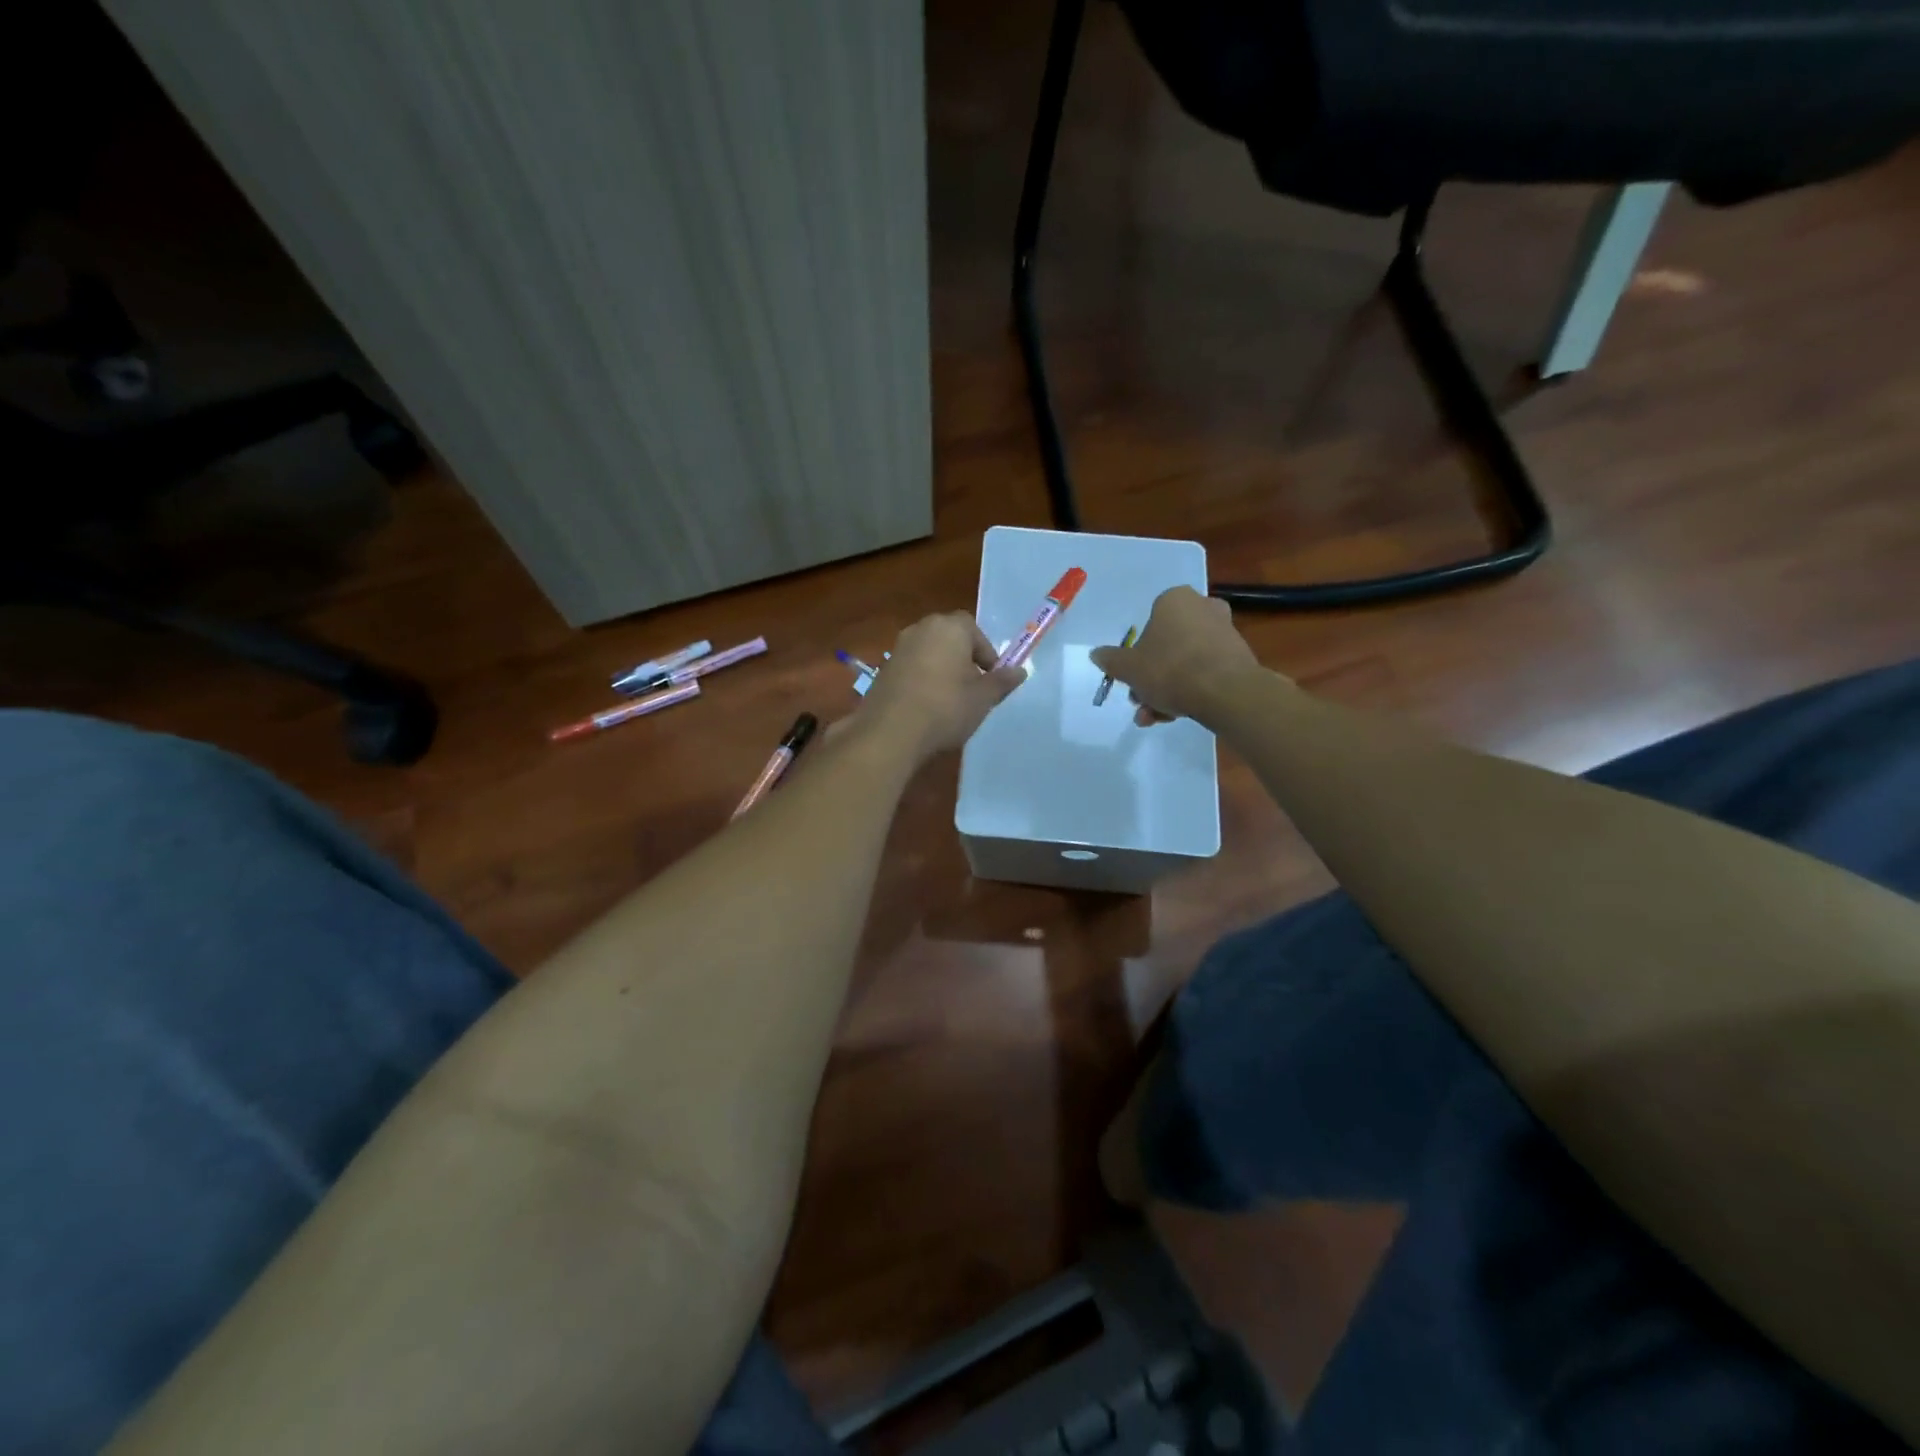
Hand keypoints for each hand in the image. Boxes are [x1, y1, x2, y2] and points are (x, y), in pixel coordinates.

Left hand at [860, 611, 1024, 759]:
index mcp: (949, 627)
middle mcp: (921, 629)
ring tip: (950, 699)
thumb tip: (1019, 671)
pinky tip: (926, 706)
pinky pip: (911, 668)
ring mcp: (898, 648)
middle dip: (963, 658)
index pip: (974, 630)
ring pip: (929, 652)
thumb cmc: (946, 708)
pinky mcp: (883, 669)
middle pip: (949, 638)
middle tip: (972, 687)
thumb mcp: (982, 698)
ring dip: (941, 669)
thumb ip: (1001, 682)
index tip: (991, 677)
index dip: (986, 653)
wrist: (891, 732)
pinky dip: (921, 680)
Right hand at [1088, 586, 1266, 726]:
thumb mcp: (1128, 668)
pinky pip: (1205, 672)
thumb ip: (1110, 660)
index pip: (1149, 621)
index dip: (1137, 653)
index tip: (1132, 677)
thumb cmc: (1170, 669)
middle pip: (1167, 646)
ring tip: (1157, 718)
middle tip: (1142, 703)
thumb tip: (1096, 654)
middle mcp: (1202, 608)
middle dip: (1151, 678)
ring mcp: (1224, 632)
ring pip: (1185, 662)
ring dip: (1167, 691)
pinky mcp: (1239, 657)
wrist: (1225, 692)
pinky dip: (1191, 691)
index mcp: (1175, 600)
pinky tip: (1179, 715)